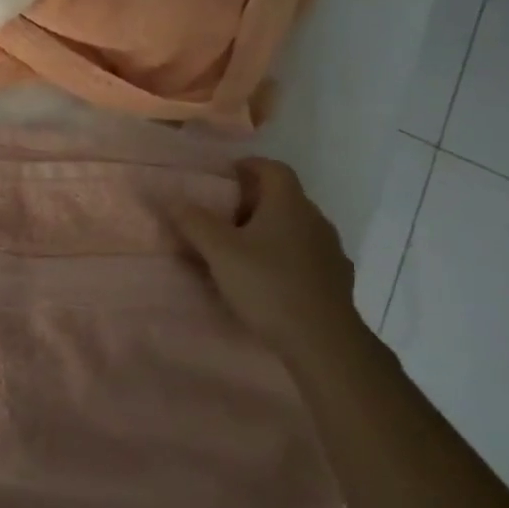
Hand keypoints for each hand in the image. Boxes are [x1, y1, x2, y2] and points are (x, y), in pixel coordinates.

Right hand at [177, 158, 355, 354]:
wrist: (324, 341)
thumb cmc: (268, 285)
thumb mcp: (220, 252)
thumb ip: (194, 222)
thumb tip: (172, 198)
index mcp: (289, 204)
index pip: (273, 168)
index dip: (249, 166)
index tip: (226, 176)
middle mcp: (315, 219)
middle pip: (284, 197)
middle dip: (254, 201)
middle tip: (224, 216)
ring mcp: (331, 250)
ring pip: (296, 227)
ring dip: (271, 230)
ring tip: (243, 249)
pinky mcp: (337, 279)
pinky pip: (307, 255)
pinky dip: (286, 256)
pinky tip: (269, 278)